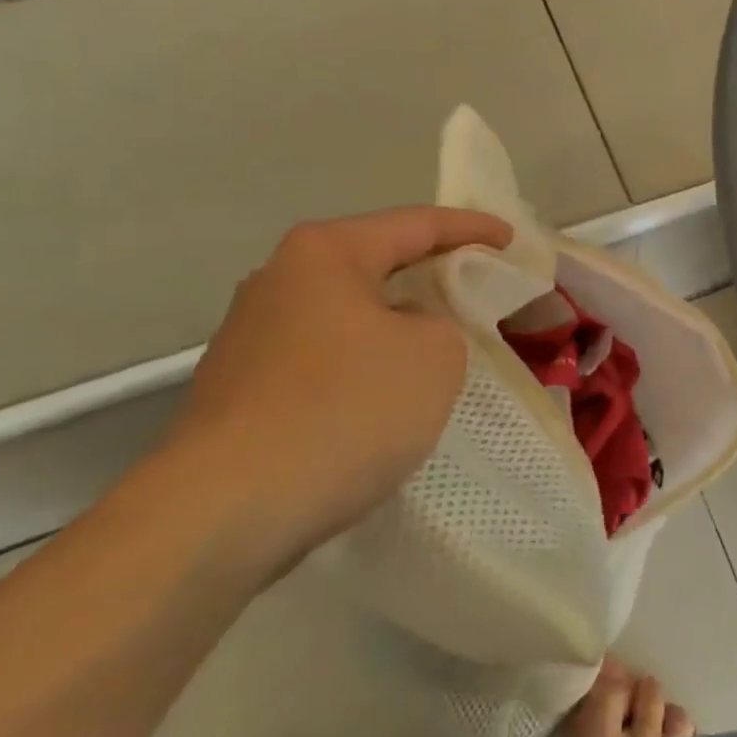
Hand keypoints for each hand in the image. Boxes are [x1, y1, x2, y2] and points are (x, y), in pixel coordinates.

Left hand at [155, 206, 512, 571]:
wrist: (225, 512)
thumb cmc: (345, 409)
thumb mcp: (436, 355)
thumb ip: (443, 325)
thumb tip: (408, 335)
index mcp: (326, 254)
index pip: (416, 224)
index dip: (472, 228)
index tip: (511, 240)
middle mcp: (279, 281)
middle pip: (376, 264)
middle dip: (431, 274)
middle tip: (480, 286)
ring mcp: (251, 337)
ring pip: (349, 315)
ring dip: (397, 324)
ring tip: (442, 343)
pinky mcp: (242, 390)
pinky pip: (326, 359)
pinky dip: (366, 364)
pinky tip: (388, 396)